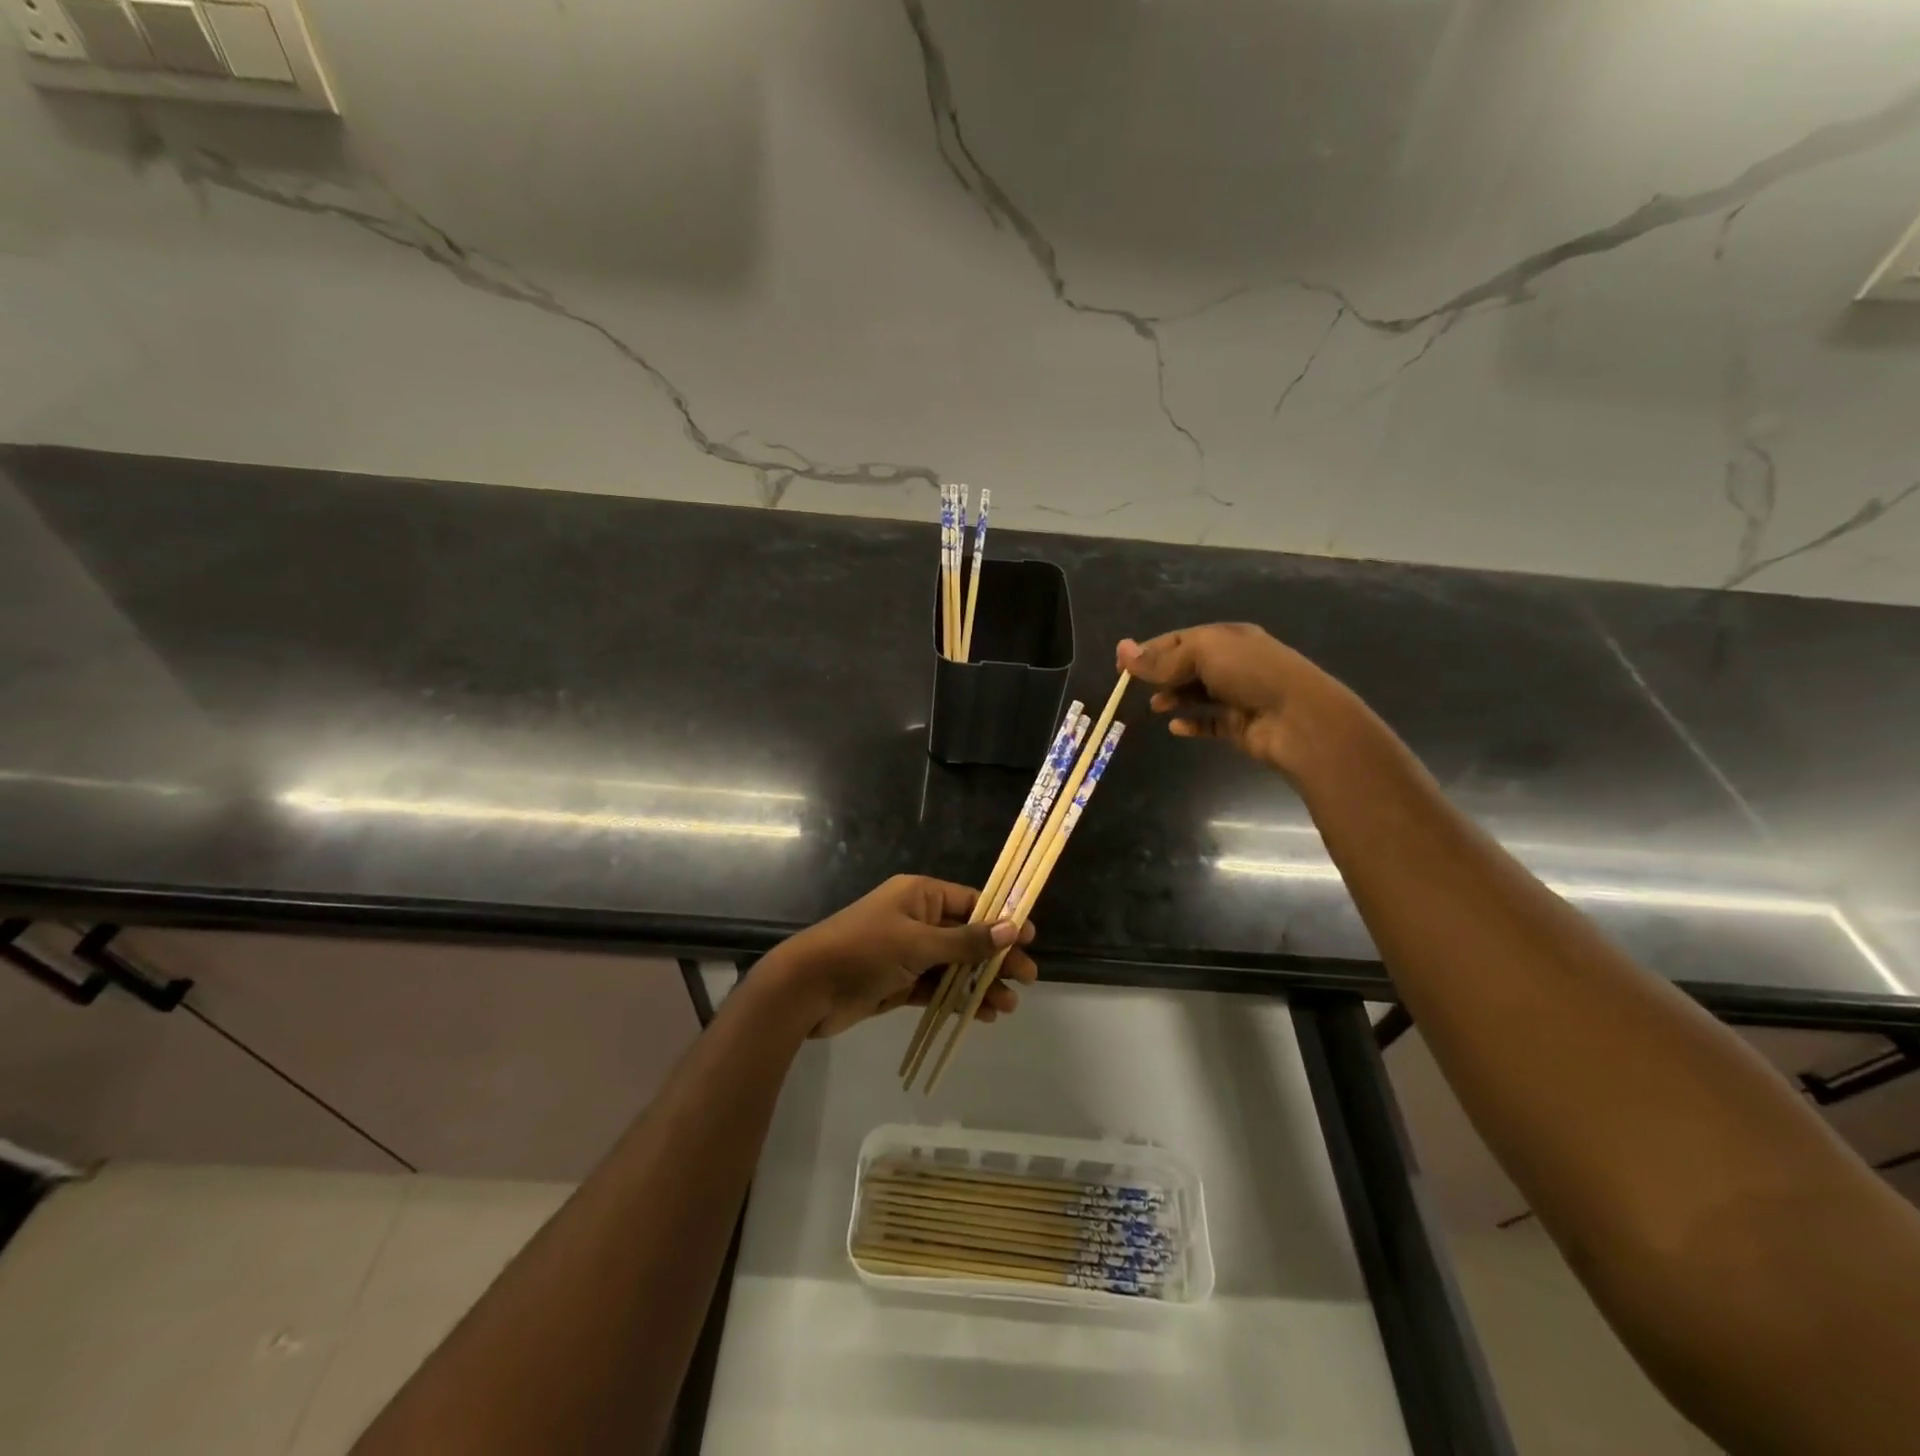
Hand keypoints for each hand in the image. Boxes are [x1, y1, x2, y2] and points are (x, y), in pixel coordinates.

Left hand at [762, 875, 1038, 1037]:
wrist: (807, 988)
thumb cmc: (864, 951)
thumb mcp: (918, 943)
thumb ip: (965, 941)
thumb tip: (1011, 928)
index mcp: (920, 895)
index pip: (970, 902)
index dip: (1000, 919)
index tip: (1029, 937)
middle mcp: (916, 919)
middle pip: (966, 936)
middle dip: (995, 957)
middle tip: (1028, 977)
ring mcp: (907, 953)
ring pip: (953, 966)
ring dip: (979, 983)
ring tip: (1009, 1006)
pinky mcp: (898, 983)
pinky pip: (936, 988)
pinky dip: (956, 999)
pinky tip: (982, 1014)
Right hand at [1118, 623, 1360, 779]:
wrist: (1298, 718)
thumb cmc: (1251, 673)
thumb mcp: (1203, 654)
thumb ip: (1161, 658)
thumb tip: (1122, 650)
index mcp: (1227, 638)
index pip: (1179, 640)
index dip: (1149, 650)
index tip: (1121, 666)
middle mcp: (1233, 663)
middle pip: (1187, 666)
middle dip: (1160, 674)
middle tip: (1133, 686)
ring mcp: (1238, 695)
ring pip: (1197, 694)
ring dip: (1174, 697)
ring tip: (1155, 706)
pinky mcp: (1239, 725)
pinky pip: (1209, 722)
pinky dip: (1191, 723)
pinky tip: (1175, 728)